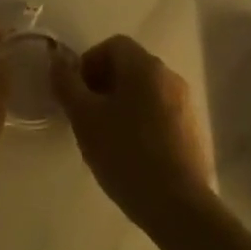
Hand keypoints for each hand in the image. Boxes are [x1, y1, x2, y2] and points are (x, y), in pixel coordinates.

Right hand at [53, 35, 215, 230]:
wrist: (177, 204)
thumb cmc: (124, 153)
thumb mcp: (84, 118)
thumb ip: (67, 84)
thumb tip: (56, 59)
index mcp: (144, 67)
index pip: (113, 45)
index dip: (88, 62)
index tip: (75, 94)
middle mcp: (170, 76)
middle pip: (130, 67)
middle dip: (102, 84)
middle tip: (85, 116)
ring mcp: (186, 104)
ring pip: (145, 91)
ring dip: (121, 104)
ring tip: (105, 137)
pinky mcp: (193, 130)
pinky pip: (160, 113)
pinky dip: (141, 121)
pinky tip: (130, 153)